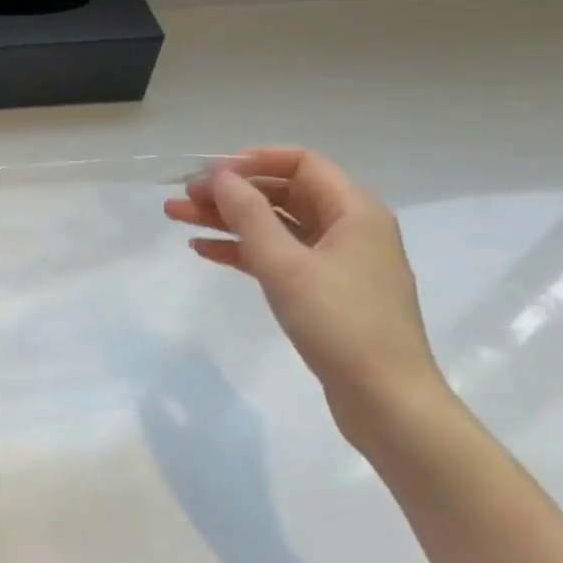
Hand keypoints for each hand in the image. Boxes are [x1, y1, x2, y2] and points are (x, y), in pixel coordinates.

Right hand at [165, 147, 447, 447]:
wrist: (386, 400)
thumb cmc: (340, 322)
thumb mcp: (285, 264)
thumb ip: (249, 214)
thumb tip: (221, 175)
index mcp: (354, 211)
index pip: (301, 163)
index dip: (253, 161)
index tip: (211, 173)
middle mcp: (349, 228)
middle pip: (282, 194)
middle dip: (230, 193)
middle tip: (182, 197)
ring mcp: (337, 261)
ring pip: (274, 226)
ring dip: (227, 220)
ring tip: (177, 217)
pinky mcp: (324, 291)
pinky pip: (278, 256)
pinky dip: (242, 250)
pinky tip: (204, 249)